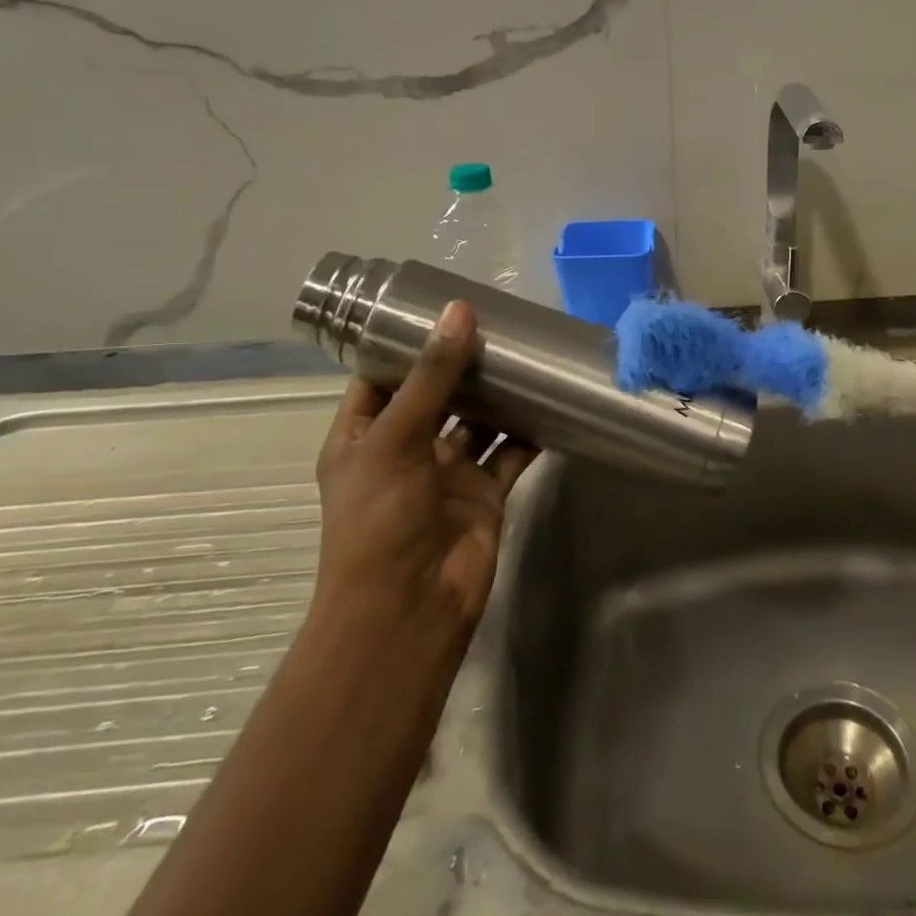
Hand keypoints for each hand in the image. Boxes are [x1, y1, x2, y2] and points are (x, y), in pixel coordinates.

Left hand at [311, 300, 536, 633]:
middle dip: (462, 363)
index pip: (382, 377)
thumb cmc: (381, 519)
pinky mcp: (486, 493)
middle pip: (436, 394)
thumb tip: (459, 311)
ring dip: (498, 394)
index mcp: (364, 436)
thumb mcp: (397, 438)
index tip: (443, 308)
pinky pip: (510, 452)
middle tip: (499, 322)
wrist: (410, 608)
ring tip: (527, 353)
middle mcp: (405, 449)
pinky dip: (529, 430)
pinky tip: (550, 400)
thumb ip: (432, 376)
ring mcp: (448, 472)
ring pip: (477, 420)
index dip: (408, 345)